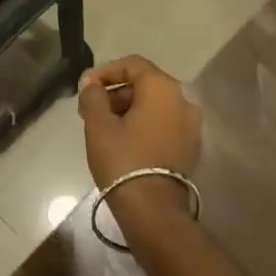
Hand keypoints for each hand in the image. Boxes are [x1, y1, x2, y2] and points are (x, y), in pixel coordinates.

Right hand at [77, 55, 200, 223]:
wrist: (154, 210)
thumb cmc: (123, 160)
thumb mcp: (99, 125)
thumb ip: (93, 96)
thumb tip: (91, 84)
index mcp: (162, 88)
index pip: (132, 64)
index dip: (105, 71)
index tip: (85, 87)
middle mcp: (182, 100)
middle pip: (145, 84)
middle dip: (115, 92)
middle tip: (90, 109)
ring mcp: (191, 125)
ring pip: (155, 105)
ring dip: (128, 109)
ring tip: (104, 127)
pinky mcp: (191, 146)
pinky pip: (164, 123)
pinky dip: (144, 124)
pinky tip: (124, 141)